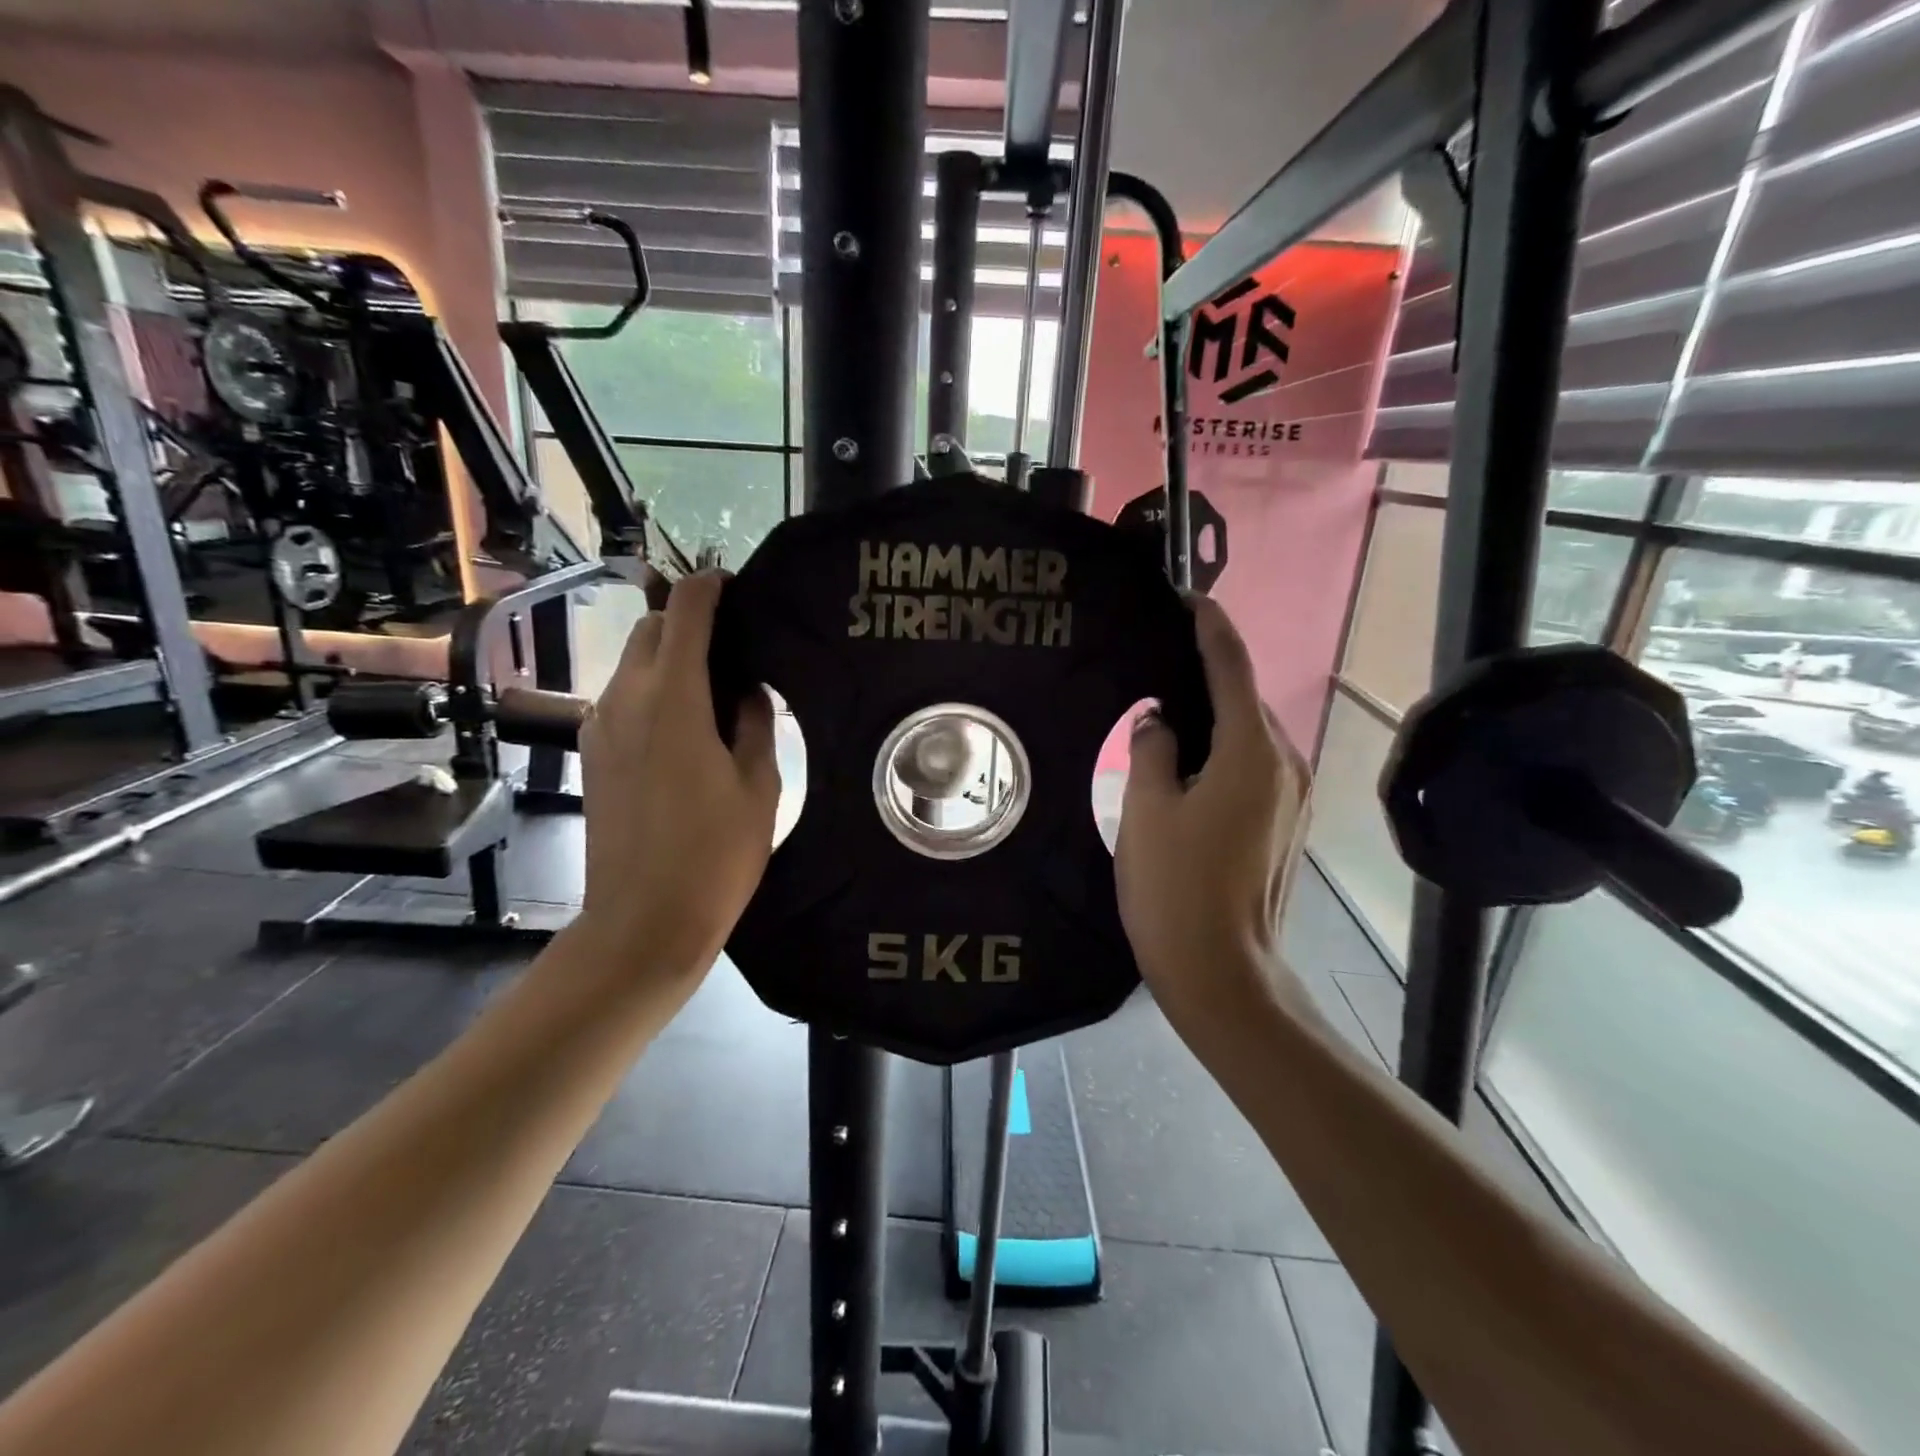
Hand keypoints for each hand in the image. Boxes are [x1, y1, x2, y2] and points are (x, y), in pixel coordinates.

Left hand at [576, 572, 780, 979]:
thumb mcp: (758, 785)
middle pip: (650, 629)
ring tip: (714, 684)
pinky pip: (622, 697)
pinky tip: (686, 723)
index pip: (685, 611)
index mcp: (673, 699)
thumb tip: (746, 689)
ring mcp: (600, 726)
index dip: (710, 587)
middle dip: (688, 619)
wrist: (643, 922)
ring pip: (632, 662)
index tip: (736, 586)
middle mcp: (625, 699)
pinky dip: (652, 688)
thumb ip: (754, 722)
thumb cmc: (715, 855)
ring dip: (669, 655)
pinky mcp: (592, 753)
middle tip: (734, 642)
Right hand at [1115, 597, 1311, 1025]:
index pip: (1232, 667)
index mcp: (1251, 752)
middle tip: (1157, 659)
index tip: (1190, 598)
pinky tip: (1186, 761)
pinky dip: (1222, 750)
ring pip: (1249, 735)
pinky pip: (1253, 766)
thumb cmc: (1175, 888)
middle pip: (1245, 699)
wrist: (1222, 973)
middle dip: (1207, 673)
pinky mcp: (1285, 823)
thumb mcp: (1145, 809)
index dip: (1210, 628)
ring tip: (1166, 709)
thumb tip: (1160, 720)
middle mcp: (1285, 764)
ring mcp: (1293, 796)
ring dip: (1213, 716)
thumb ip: (1151, 749)